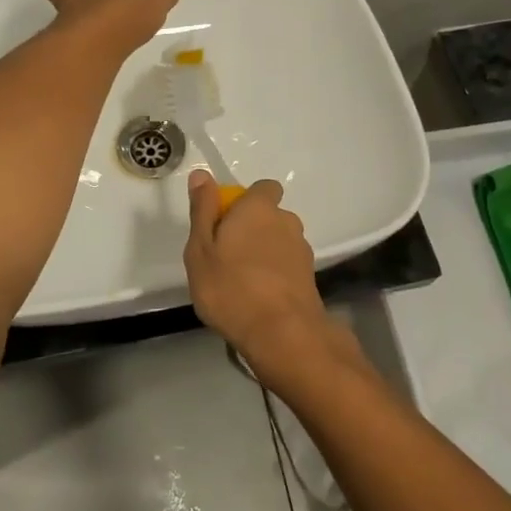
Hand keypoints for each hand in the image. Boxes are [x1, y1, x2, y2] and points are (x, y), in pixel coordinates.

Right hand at [184, 171, 332, 384]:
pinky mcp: (309, 278)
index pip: (263, 187)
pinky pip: (287, 267)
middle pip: (269, 216)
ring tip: (242, 283)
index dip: (246, 200)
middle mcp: (286, 221)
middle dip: (253, 229)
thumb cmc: (231, 287)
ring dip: (264, 254)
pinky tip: (259, 300)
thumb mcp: (200, 249)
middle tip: (226, 257)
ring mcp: (302, 250)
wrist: (283, 335)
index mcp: (259, 208)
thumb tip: (201, 175)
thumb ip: (202, 210)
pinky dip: (275, 276)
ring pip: (279, 242)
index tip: (226, 222)